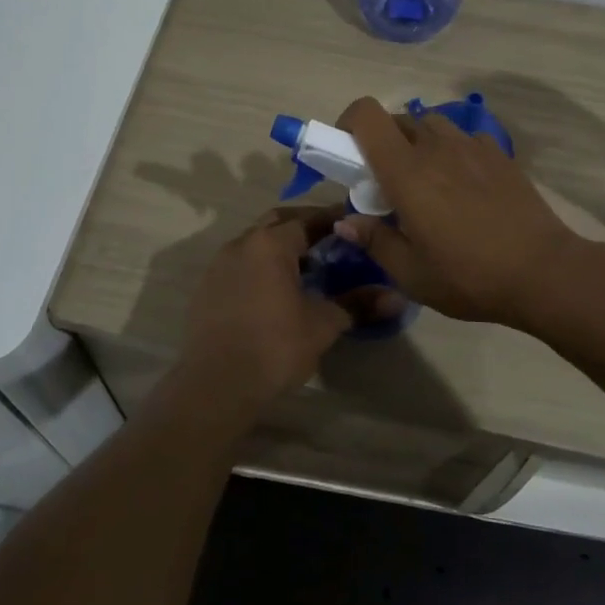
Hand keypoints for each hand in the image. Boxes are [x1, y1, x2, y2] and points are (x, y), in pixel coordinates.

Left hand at [178, 207, 351, 411]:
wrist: (215, 385)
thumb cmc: (275, 347)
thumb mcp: (323, 325)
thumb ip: (358, 304)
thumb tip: (398, 298)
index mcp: (271, 243)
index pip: (308, 219)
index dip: (333, 220)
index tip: (354, 225)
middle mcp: (242, 243)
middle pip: (278, 222)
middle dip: (304, 226)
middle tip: (330, 241)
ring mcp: (219, 264)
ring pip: (255, 242)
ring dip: (280, 246)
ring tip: (305, 267)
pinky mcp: (206, 287)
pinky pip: (239, 264)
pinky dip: (260, 266)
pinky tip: (273, 290)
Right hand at [333, 97, 584, 326]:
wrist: (543, 271)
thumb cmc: (469, 275)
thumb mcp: (411, 273)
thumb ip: (374, 240)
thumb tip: (345, 221)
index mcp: (406, 171)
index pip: (367, 115)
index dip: (349, 123)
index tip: (347, 153)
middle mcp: (436, 146)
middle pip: (397, 119)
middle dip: (382, 142)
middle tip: (386, 182)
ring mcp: (471, 145)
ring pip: (431, 125)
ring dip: (418, 144)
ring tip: (427, 182)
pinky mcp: (498, 153)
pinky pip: (463, 139)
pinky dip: (452, 152)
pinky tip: (464, 187)